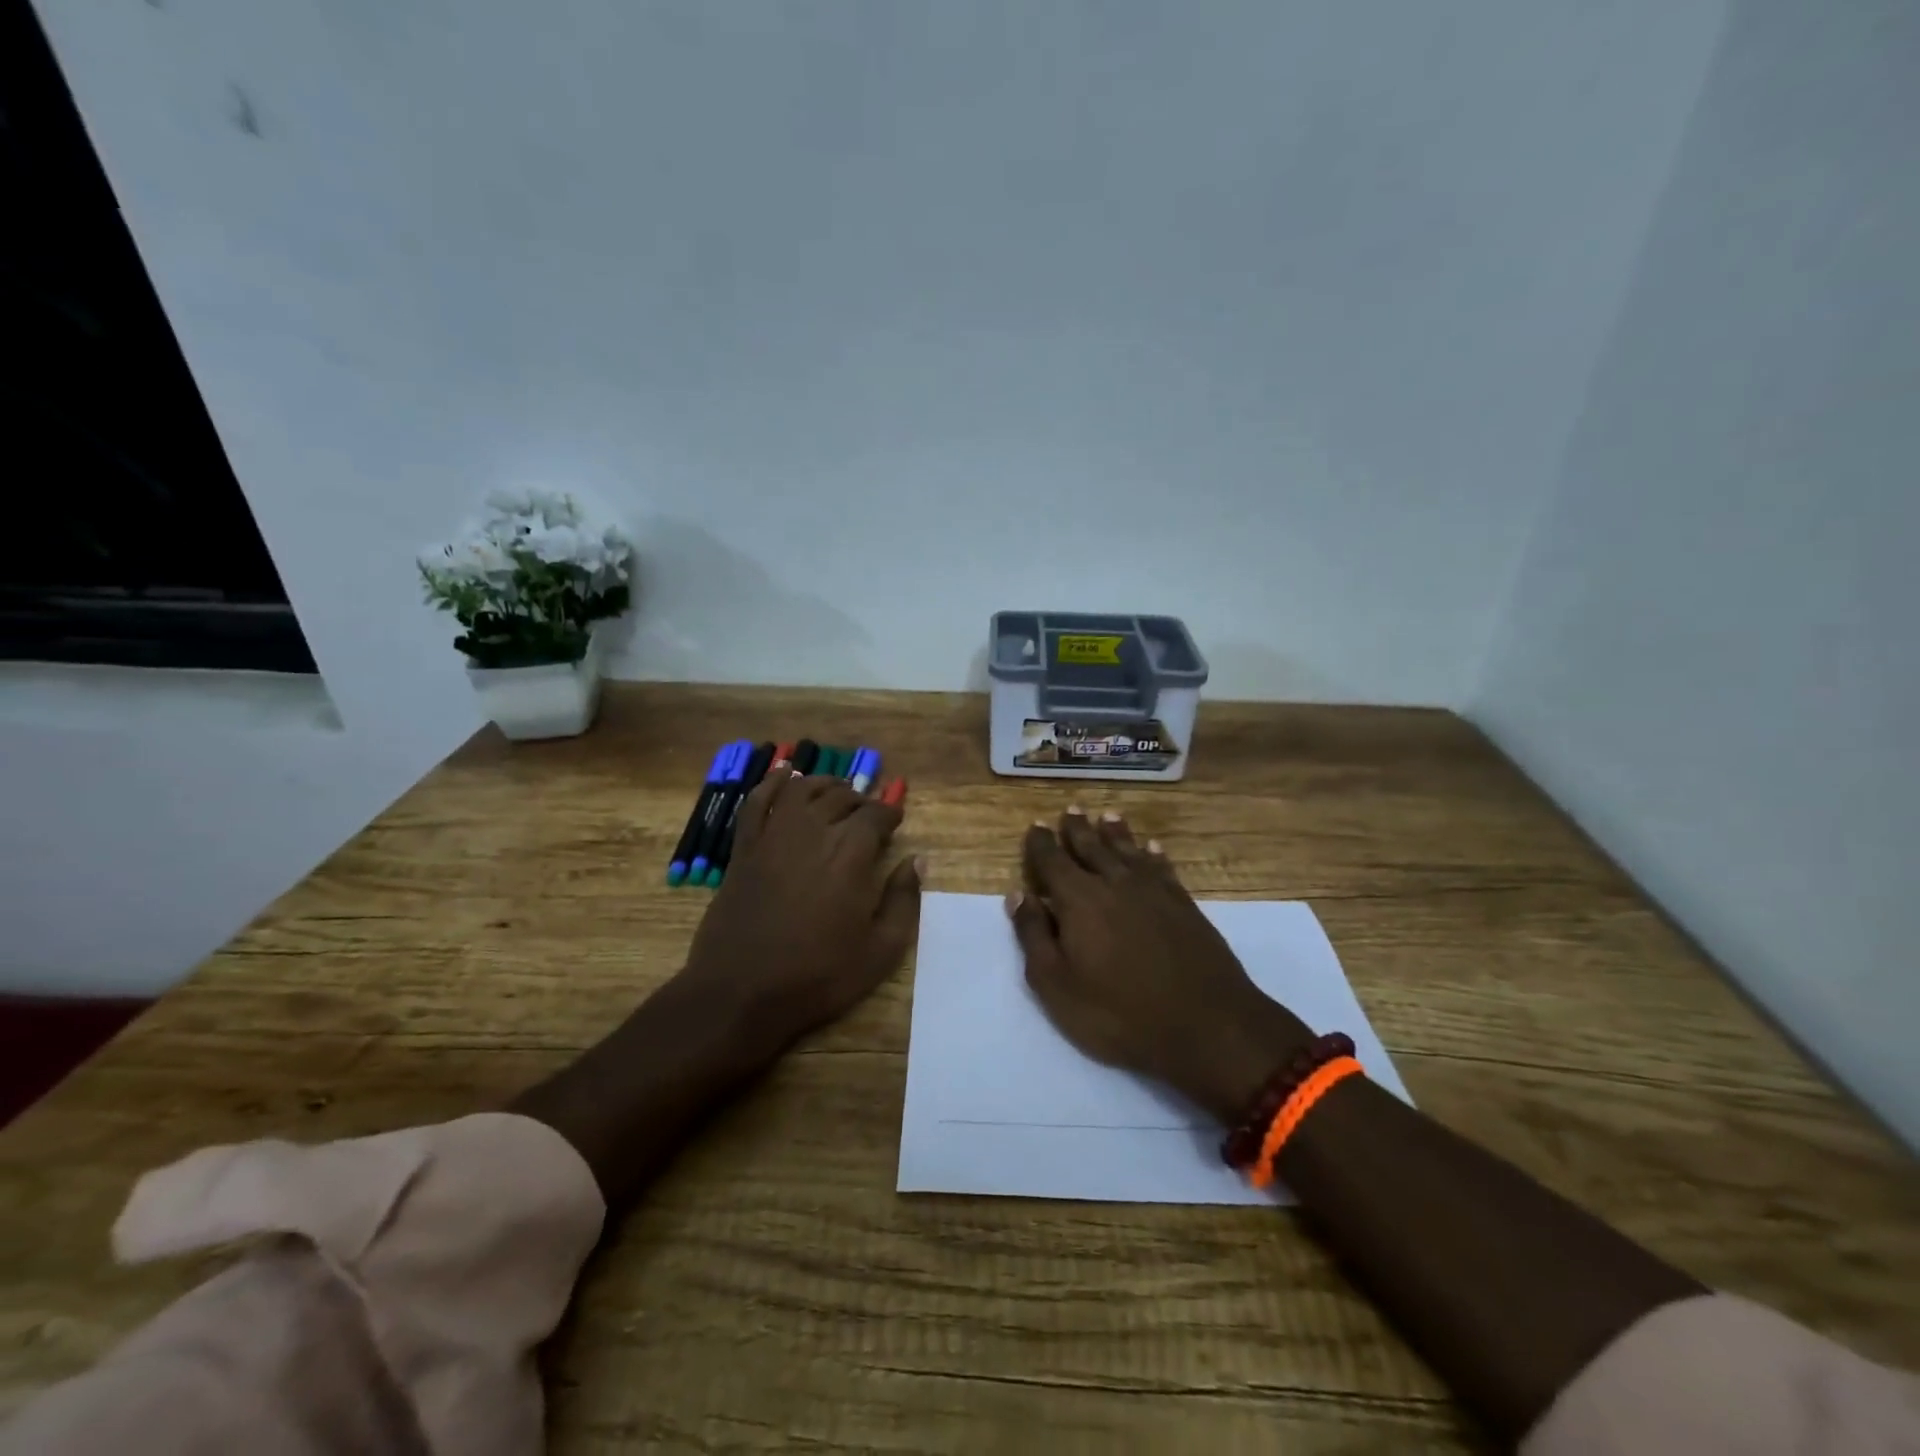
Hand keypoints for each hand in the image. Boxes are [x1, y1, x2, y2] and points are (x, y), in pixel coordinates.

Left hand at [680, 771, 920, 1057]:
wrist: (740, 992)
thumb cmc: (817, 976)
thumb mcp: (880, 951)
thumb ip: (903, 901)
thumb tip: (917, 861)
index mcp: (850, 853)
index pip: (876, 814)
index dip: (890, 813)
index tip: (896, 821)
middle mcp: (813, 832)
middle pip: (841, 798)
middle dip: (861, 800)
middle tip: (869, 813)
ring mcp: (774, 836)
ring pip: (803, 790)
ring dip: (824, 785)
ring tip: (836, 792)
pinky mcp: (744, 848)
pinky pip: (758, 801)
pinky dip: (772, 782)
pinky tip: (785, 775)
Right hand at [1009, 807, 1311, 1124]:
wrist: (1205, 1024)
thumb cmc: (1118, 1012)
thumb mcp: (1056, 984)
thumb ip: (1034, 936)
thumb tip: (1018, 895)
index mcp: (1078, 899)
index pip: (1053, 861)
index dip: (1041, 843)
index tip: (1036, 826)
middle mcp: (1114, 883)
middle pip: (1092, 847)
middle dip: (1078, 829)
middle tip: (1071, 809)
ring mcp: (1154, 891)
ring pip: (1128, 851)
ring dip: (1116, 832)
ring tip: (1107, 815)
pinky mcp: (1184, 904)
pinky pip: (1163, 868)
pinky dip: (1154, 855)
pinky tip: (1153, 848)